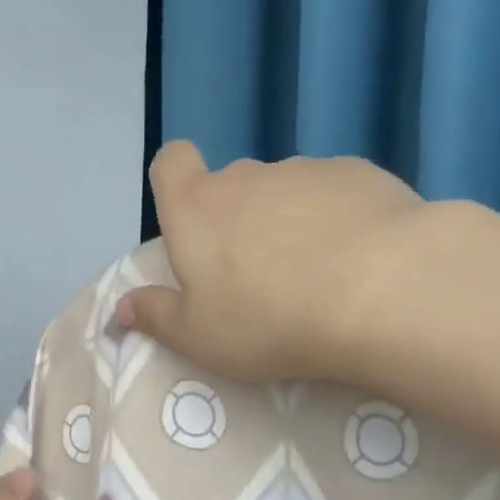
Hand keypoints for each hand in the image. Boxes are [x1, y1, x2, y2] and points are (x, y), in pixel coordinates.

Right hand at [118, 141, 436, 383]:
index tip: (191, 222)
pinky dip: (338, 219)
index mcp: (197, 209)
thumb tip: (120, 309)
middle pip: (231, 184)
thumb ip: (155, 316)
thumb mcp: (198, 336)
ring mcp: (306, 170)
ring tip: (317, 275)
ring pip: (285, 191)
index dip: (175, 182)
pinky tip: (359, 259)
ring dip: (289, 221)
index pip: (171, 162)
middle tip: (257, 276)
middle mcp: (246, 176)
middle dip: (237, 219)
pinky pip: (335, 193)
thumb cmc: (268, 320)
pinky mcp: (360, 173)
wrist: (379, 291)